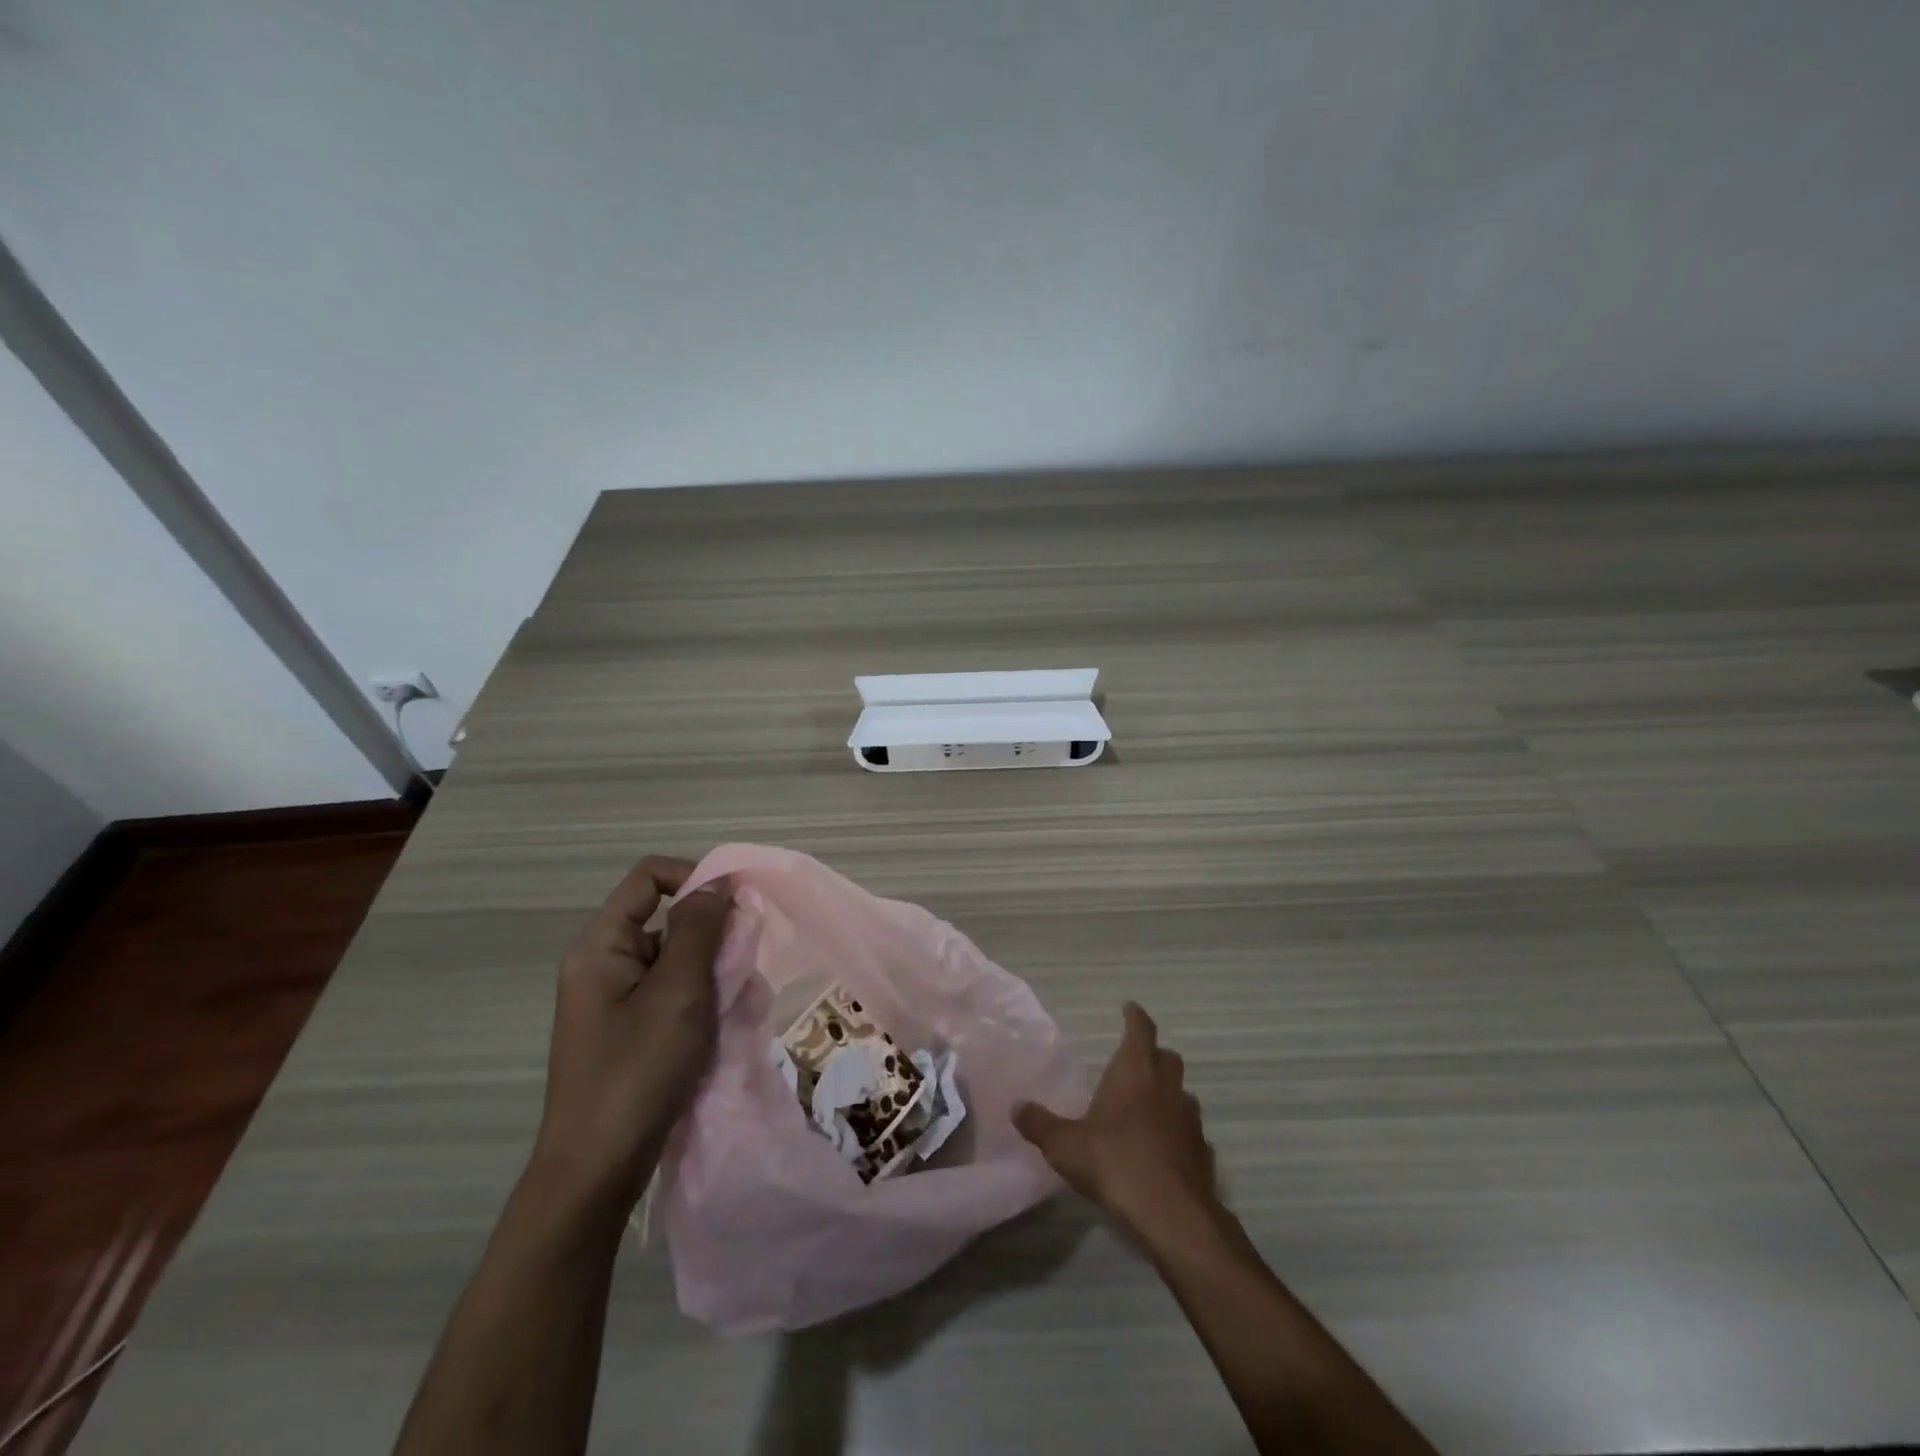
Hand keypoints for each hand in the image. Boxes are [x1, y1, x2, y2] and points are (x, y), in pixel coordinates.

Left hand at [531, 855, 732, 1213]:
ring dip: (714, 974)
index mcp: (602, 945)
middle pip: (668, 919)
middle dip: (714, 936)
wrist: (595, 1173)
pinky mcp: (631, 1032)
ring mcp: (616, 1001)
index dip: (696, 877)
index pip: (651, 877)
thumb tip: (717, 883)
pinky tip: (724, 1030)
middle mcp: (605, 965)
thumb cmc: (637, 1072)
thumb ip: (699, 928)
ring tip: (738, 1007)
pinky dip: (703, 1003)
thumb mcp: (677, 992)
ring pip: (678, 960)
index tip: (739, 906)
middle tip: (742, 969)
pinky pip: (674, 996)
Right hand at [1014, 1002, 1220, 1250]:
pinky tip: (1163, 1150)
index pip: (1140, 1029)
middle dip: (1153, 1055)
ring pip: (1182, 1093)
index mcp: (1135, 1071)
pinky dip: (1178, 1132)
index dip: (1135, 1017)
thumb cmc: (1115, 1163)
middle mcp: (1167, 1086)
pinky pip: (1190, 1131)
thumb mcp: (1066, 1145)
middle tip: (1134, 1063)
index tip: (1129, 1008)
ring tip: (1147, 1109)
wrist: (1172, 1215)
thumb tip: (1016, 1106)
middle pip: (1167, 1057)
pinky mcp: (1203, 1152)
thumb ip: (1040, 1124)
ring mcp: (1190, 1119)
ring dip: (1167, 1094)